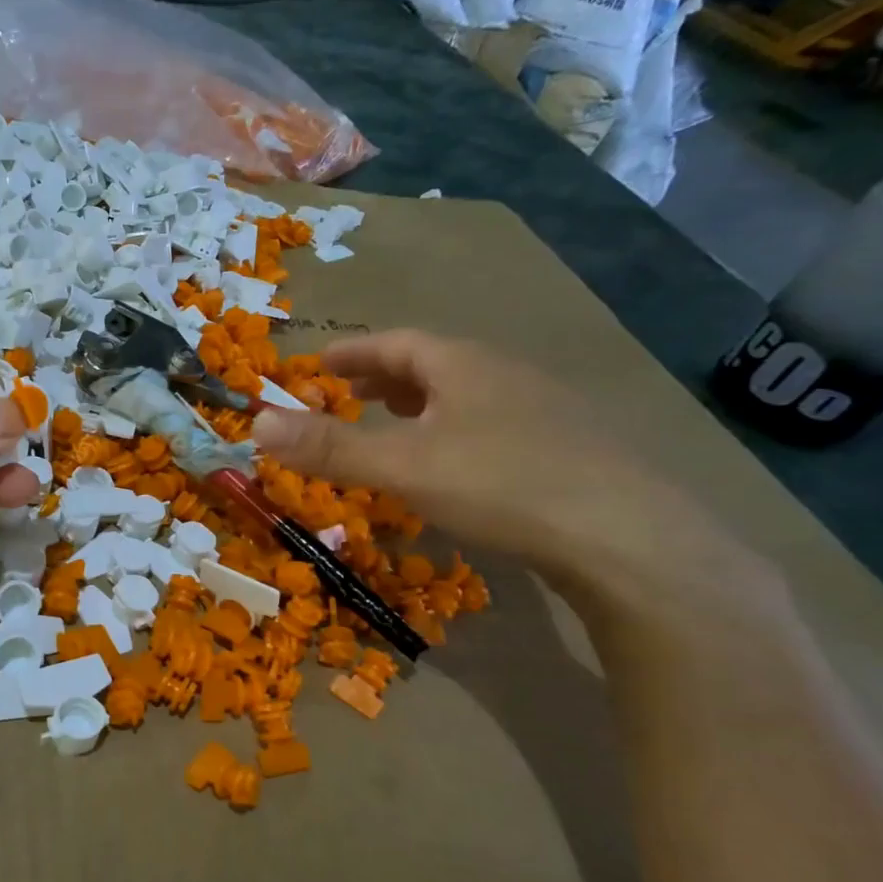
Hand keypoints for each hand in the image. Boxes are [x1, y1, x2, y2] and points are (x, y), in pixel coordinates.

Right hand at [251, 330, 754, 609]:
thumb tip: (254, 421)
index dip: (353, 352)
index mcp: (464, 366)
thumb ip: (328, 446)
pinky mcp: (567, 451)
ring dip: (422, 406)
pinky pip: (494, 426)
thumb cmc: (502, 484)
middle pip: (435, 365)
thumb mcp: (401, 465)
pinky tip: (454, 468)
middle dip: (386, 378)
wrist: (627, 538)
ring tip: (395, 427)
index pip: (398, 343)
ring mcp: (544, 412)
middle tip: (350, 394)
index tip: (320, 362)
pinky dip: (455, 434)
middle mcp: (505, 376)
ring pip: (467, 396)